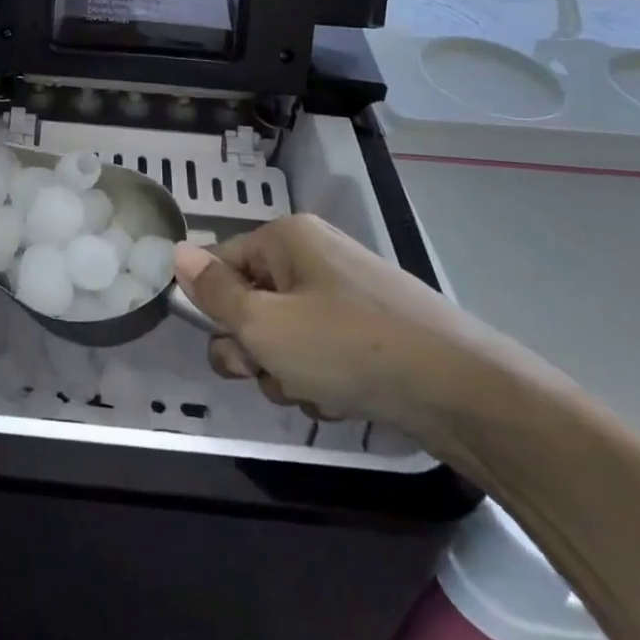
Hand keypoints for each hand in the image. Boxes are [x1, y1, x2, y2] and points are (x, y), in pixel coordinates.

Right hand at [172, 215, 517, 442]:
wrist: (462, 392)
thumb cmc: (347, 348)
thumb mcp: (263, 324)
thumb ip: (214, 292)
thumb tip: (177, 250)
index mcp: (287, 238)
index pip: (222, 262)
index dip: (217, 309)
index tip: (232, 348)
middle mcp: (316, 255)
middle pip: (253, 300)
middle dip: (253, 347)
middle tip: (270, 373)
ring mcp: (349, 292)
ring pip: (286, 333)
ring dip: (286, 370)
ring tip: (313, 393)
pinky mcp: (374, 329)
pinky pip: (323, 349)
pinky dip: (321, 377)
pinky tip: (341, 401)